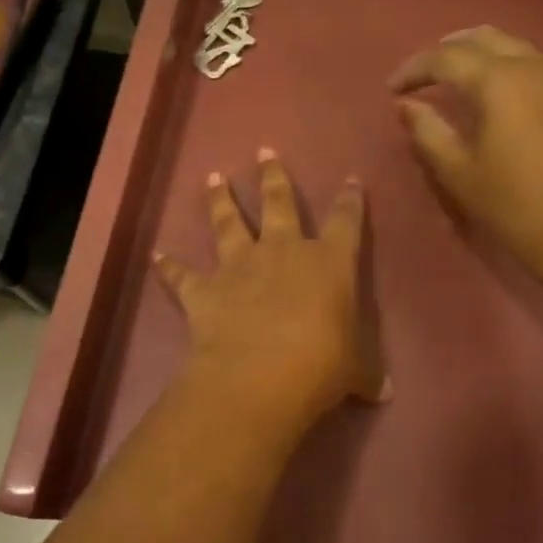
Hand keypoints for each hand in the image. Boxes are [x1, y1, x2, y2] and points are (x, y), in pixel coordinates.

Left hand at [154, 149, 386, 424]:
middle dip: (273, 176)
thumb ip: (367, 373)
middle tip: (264, 151)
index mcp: (329, 262)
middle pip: (278, 202)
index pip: (346, 221)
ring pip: (228, 222)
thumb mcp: (357, 371)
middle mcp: (283, 252)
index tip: (350, 180)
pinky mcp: (205, 290)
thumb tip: (384, 391)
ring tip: (213, 178)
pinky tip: (157, 255)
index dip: (350, 200)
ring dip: (221, 200)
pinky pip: (182, 274)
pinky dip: (169, 265)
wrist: (261, 375)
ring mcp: (240, 266)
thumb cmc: (322, 365)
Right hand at [389, 26, 542, 289]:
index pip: (445, 56)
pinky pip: (532, 62)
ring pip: (511, 45)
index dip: (414, 69)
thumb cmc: (513, 203)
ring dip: (477, 54)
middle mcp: (532, 64)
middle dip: (446, 50)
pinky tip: (492, 92)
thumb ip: (428, 130)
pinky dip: (504, 66)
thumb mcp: (458, 171)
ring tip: (453, 80)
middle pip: (482, 38)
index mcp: (499, 79)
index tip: (392, 89)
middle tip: (421, 75)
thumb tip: (408, 105)